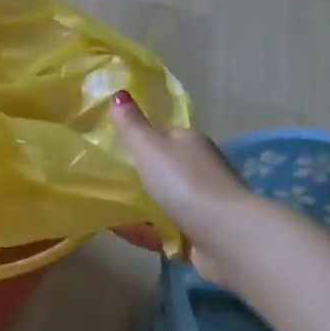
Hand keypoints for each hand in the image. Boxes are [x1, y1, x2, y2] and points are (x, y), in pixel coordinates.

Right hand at [109, 90, 267, 288]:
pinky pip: (164, 229)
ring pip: (164, 199)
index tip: (108, 143)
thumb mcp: (150, 148)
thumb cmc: (185, 183)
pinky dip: (144, 229)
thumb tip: (118, 93)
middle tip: (102, 175)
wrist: (227, 238)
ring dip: (140, 203)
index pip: (161, 133)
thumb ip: (131, 124)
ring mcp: (202, 204)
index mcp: (190, 142)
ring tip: (105, 204)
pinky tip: (119, 231)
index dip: (137, 136)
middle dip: (137, 171)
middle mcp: (199, 169)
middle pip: (163, 167)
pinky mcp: (200, 234)